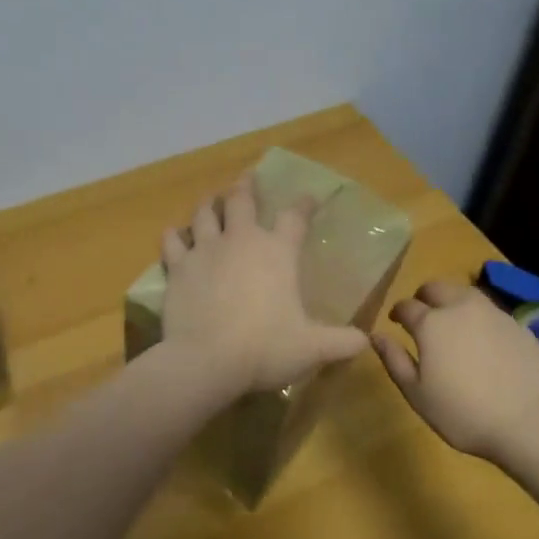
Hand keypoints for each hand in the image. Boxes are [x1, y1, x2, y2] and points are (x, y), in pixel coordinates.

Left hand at [160, 175, 368, 396]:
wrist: (206, 360)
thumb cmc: (265, 348)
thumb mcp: (312, 348)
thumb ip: (341, 342)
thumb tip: (365, 342)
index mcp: (278, 252)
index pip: (295, 217)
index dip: (304, 204)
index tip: (309, 197)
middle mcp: (241, 241)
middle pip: (241, 200)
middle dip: (246, 186)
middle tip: (247, 179)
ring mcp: (206, 250)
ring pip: (205, 213)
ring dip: (210, 203)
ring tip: (212, 199)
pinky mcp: (178, 267)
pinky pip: (173, 241)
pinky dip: (175, 235)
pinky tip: (175, 234)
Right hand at [372, 280, 538, 457]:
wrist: (527, 422)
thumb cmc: (462, 413)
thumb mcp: (416, 393)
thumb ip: (394, 360)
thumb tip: (376, 335)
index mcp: (431, 323)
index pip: (406, 306)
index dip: (398, 312)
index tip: (396, 322)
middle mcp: (461, 307)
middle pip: (436, 288)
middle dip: (424, 298)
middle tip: (422, 317)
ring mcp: (493, 313)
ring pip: (466, 293)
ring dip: (453, 301)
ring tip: (453, 323)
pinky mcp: (518, 325)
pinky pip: (491, 312)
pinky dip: (479, 318)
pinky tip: (483, 340)